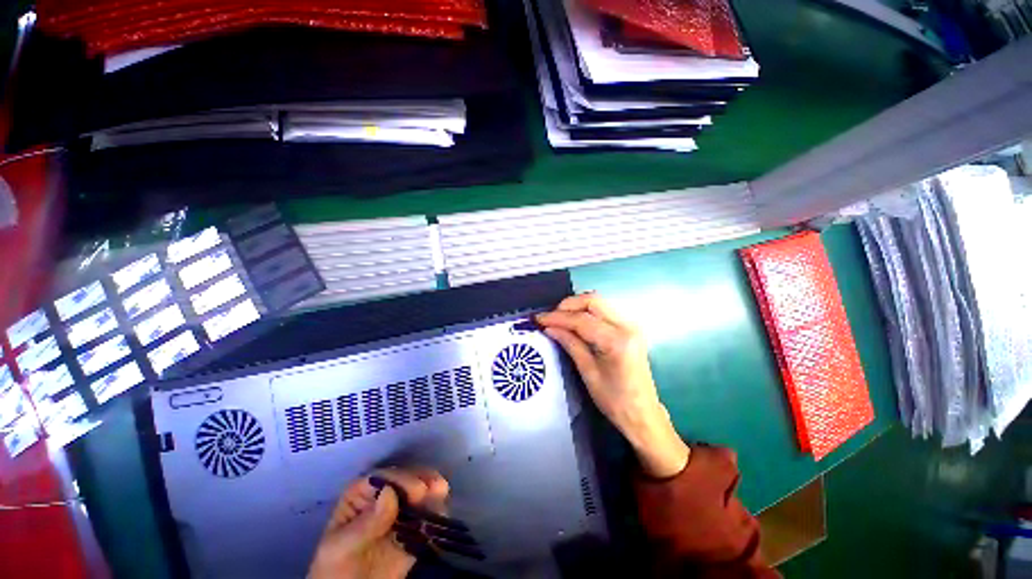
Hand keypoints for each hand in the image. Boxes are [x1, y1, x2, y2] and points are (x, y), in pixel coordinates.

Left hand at [309, 467, 449, 578]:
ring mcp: (402, 511)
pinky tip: (441, 512)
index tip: (417, 491)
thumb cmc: (336, 570)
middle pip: (407, 479)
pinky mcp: (415, 528)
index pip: (383, 477)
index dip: (401, 479)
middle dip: (423, 481)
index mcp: (361, 493)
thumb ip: (365, 523)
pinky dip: (438, 510)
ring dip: (434, 490)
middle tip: (436, 489)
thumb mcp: (341, 548)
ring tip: (441, 496)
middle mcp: (384, 496)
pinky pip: (429, 514)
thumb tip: (389, 491)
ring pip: (422, 491)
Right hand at [537, 293, 689, 478]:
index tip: (539, 319)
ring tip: (559, 319)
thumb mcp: (588, 372)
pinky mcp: (629, 328)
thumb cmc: (614, 400)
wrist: (643, 413)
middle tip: (550, 317)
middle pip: (593, 301)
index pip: (582, 320)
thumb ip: (570, 343)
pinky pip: (604, 311)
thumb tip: (549, 327)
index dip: (558, 317)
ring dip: (577, 307)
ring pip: (599, 303)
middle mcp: (627, 326)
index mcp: (617, 341)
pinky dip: (586, 312)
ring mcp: (631, 325)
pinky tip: (574, 322)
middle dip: (568, 305)